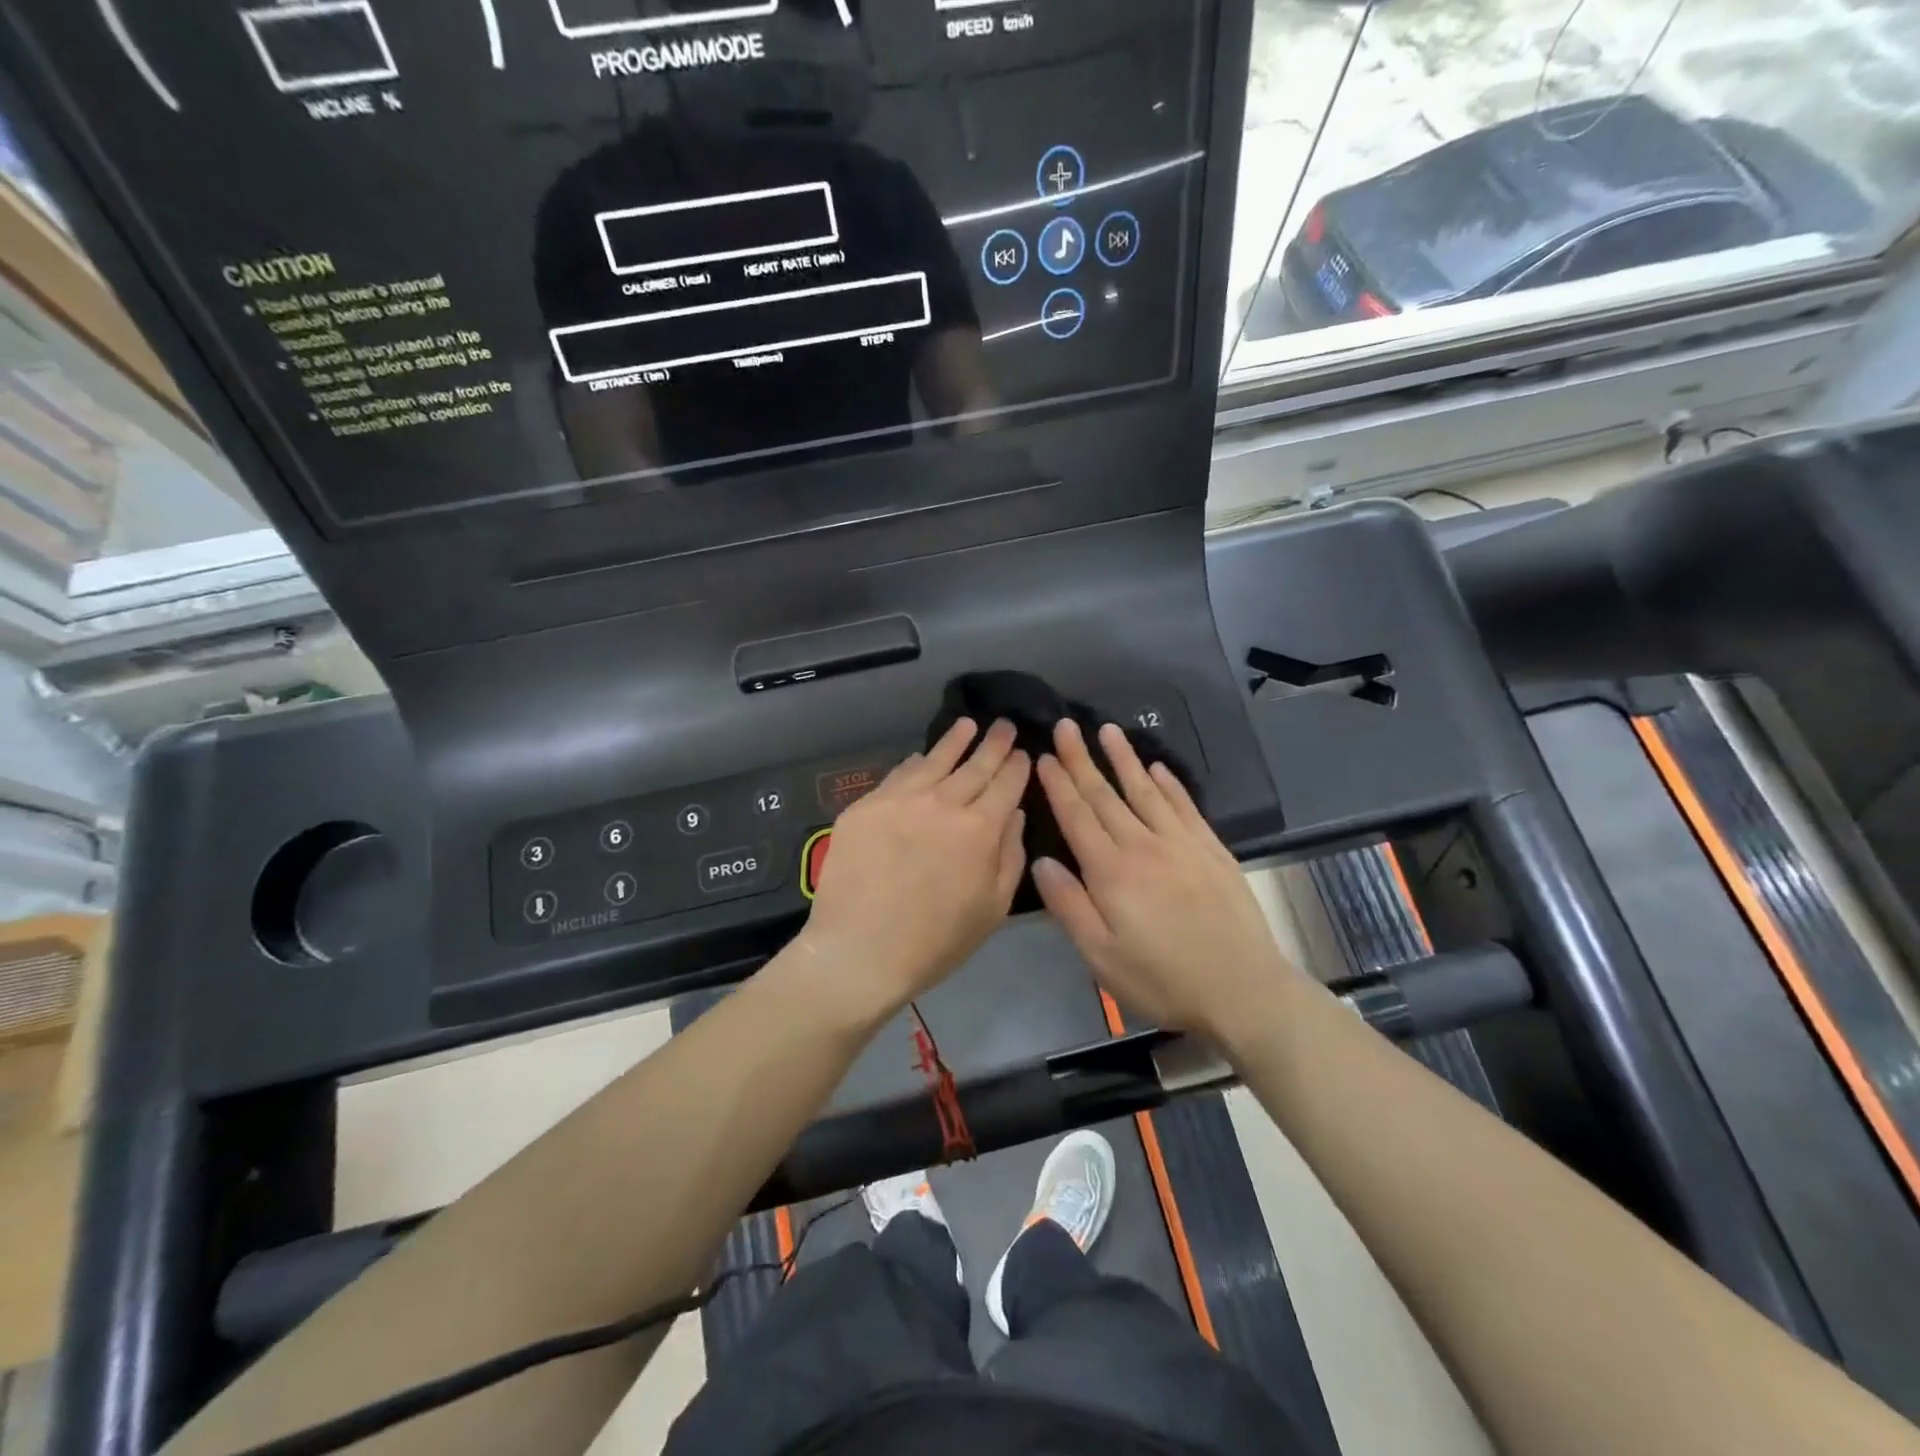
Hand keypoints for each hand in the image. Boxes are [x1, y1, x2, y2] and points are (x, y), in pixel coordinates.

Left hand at [798, 718, 1028, 1023]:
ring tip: (968, 725)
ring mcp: (900, 800)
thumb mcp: (993, 909)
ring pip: (933, 761)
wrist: (860, 951)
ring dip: (955, 741)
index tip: (1023, 751)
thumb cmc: (936, 942)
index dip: (1017, 766)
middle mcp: (942, 803)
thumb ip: (1009, 856)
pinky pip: (897, 776)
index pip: (1006, 785)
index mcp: (980, 829)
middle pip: (974, 766)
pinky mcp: (865, 807)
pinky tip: (920, 757)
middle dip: (993, 744)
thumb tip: (1014, 814)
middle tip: (1004, 725)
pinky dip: (915, 763)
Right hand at [1032, 719, 1297, 1038]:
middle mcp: (1143, 845)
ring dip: (1124, 759)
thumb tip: (1041, 861)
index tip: (1044, 756)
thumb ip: (1068, 905)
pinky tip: (1157, 768)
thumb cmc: (1162, 979)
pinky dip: (1169, 783)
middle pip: (1106, 795)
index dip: (1059, 784)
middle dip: (1082, 759)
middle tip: (1067, 726)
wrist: (1242, 989)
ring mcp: (1181, 843)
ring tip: (1108, 730)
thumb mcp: (1101, 956)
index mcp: (1111, 871)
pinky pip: (1184, 806)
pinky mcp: (1211, 849)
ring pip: (1145, 791)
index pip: (1077, 816)